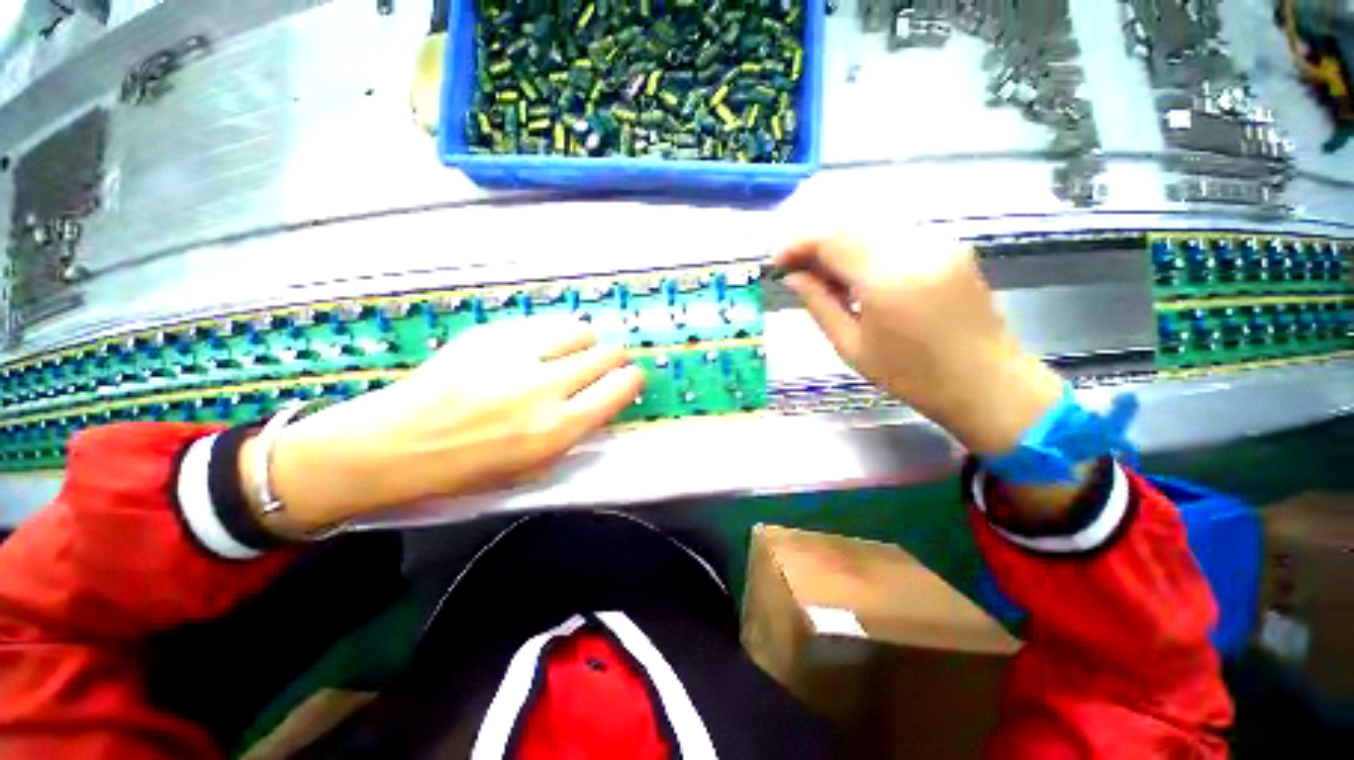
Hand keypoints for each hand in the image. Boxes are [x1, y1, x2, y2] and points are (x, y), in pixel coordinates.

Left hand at [241, 318, 644, 531]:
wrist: (396, 443)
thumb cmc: (468, 469)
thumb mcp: (534, 465)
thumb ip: (575, 430)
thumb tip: (602, 399)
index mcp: (557, 429)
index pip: (619, 388)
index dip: (631, 379)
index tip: (630, 378)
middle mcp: (545, 388)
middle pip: (606, 355)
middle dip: (614, 358)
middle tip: (606, 363)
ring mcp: (517, 356)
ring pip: (579, 331)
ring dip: (584, 342)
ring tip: (571, 352)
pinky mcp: (491, 335)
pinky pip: (542, 325)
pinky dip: (551, 335)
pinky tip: (537, 347)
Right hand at [774, 234, 1063, 454]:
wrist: (986, 383)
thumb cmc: (911, 376)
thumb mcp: (851, 346)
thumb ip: (819, 305)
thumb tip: (793, 277)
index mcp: (888, 280)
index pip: (832, 238)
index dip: (798, 244)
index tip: (778, 262)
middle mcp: (916, 249)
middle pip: (852, 225)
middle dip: (818, 243)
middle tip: (799, 270)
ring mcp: (939, 243)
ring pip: (873, 227)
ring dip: (842, 244)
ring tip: (826, 277)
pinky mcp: (952, 247)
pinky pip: (896, 235)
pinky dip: (867, 248)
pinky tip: (859, 276)